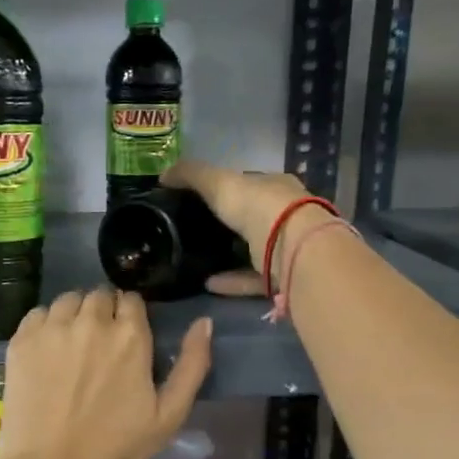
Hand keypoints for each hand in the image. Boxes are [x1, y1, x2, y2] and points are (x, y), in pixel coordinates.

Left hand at [0, 288, 211, 458]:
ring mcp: (52, 328)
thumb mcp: (169, 415)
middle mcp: (91, 321)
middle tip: (99, 346)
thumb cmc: (116, 449)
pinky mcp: (21, 341)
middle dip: (103, 313)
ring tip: (73, 345)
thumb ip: (192, 364)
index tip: (126, 339)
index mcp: (130, 335)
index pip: (132, 300)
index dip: (130, 317)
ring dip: (75, 314)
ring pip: (68, 300)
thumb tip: (204, 322)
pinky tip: (47, 352)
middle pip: (99, 296)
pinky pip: (37, 314)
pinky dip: (45, 325)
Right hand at [162, 159, 317, 295]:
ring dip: (229, 256)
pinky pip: (253, 278)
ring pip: (256, 250)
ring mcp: (288, 246)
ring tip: (198, 260)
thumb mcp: (219, 183)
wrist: (296, 249)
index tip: (200, 199)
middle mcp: (287, 214)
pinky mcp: (285, 276)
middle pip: (254, 217)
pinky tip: (208, 283)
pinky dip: (232, 281)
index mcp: (275, 186)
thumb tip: (163, 174)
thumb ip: (191, 175)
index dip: (227, 188)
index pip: (249, 183)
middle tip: (197, 231)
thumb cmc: (259, 207)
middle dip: (230, 223)